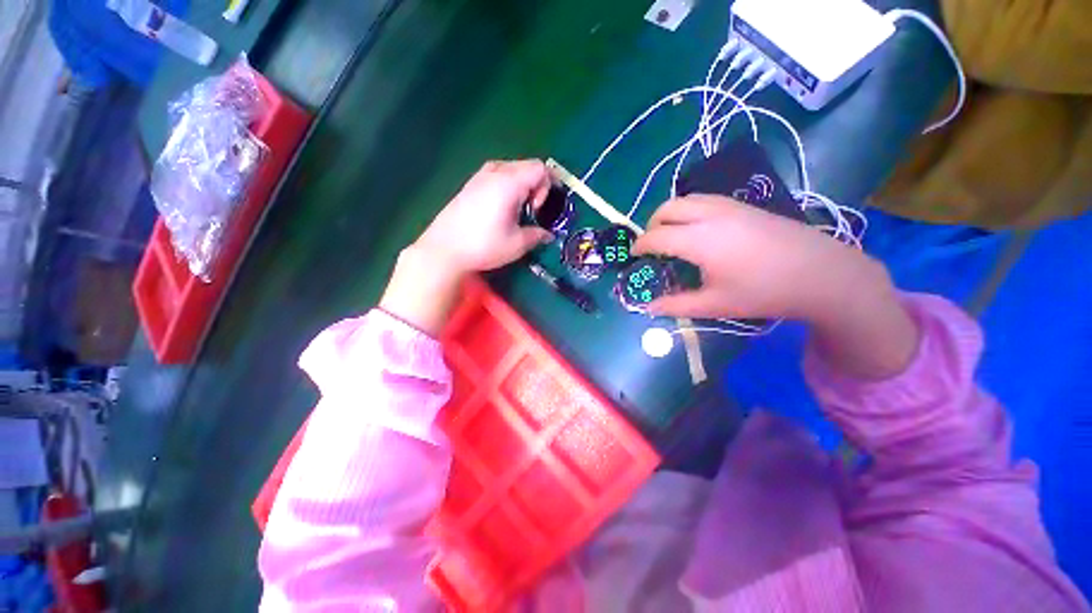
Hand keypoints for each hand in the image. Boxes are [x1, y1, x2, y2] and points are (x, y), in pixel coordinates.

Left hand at [380, 160, 553, 334]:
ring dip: (521, 185)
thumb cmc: (483, 246)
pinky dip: (506, 185)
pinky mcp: (469, 185)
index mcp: (509, 183)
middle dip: (536, 185)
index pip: (540, 168)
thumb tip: (547, 234)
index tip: (538, 209)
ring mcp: (478, 177)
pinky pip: (495, 175)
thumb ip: (537, 235)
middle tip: (530, 210)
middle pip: (526, 165)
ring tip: (516, 209)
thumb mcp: (516, 244)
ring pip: (510, 169)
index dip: (547, 187)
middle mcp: (494, 173)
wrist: (443, 250)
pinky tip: (499, 208)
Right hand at [633, 195, 916, 377]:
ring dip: (670, 214)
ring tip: (671, 236)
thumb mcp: (715, 304)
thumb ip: (676, 305)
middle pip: (667, 208)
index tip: (634, 256)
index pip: (656, 236)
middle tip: (651, 246)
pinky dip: (689, 211)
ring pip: (686, 199)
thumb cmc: (765, 292)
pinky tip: (698, 231)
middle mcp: (710, 215)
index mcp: (699, 240)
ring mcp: (730, 206)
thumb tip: (649, 308)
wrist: (822, 273)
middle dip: (651, 224)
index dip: (640, 246)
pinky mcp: (744, 206)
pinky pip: (704, 200)